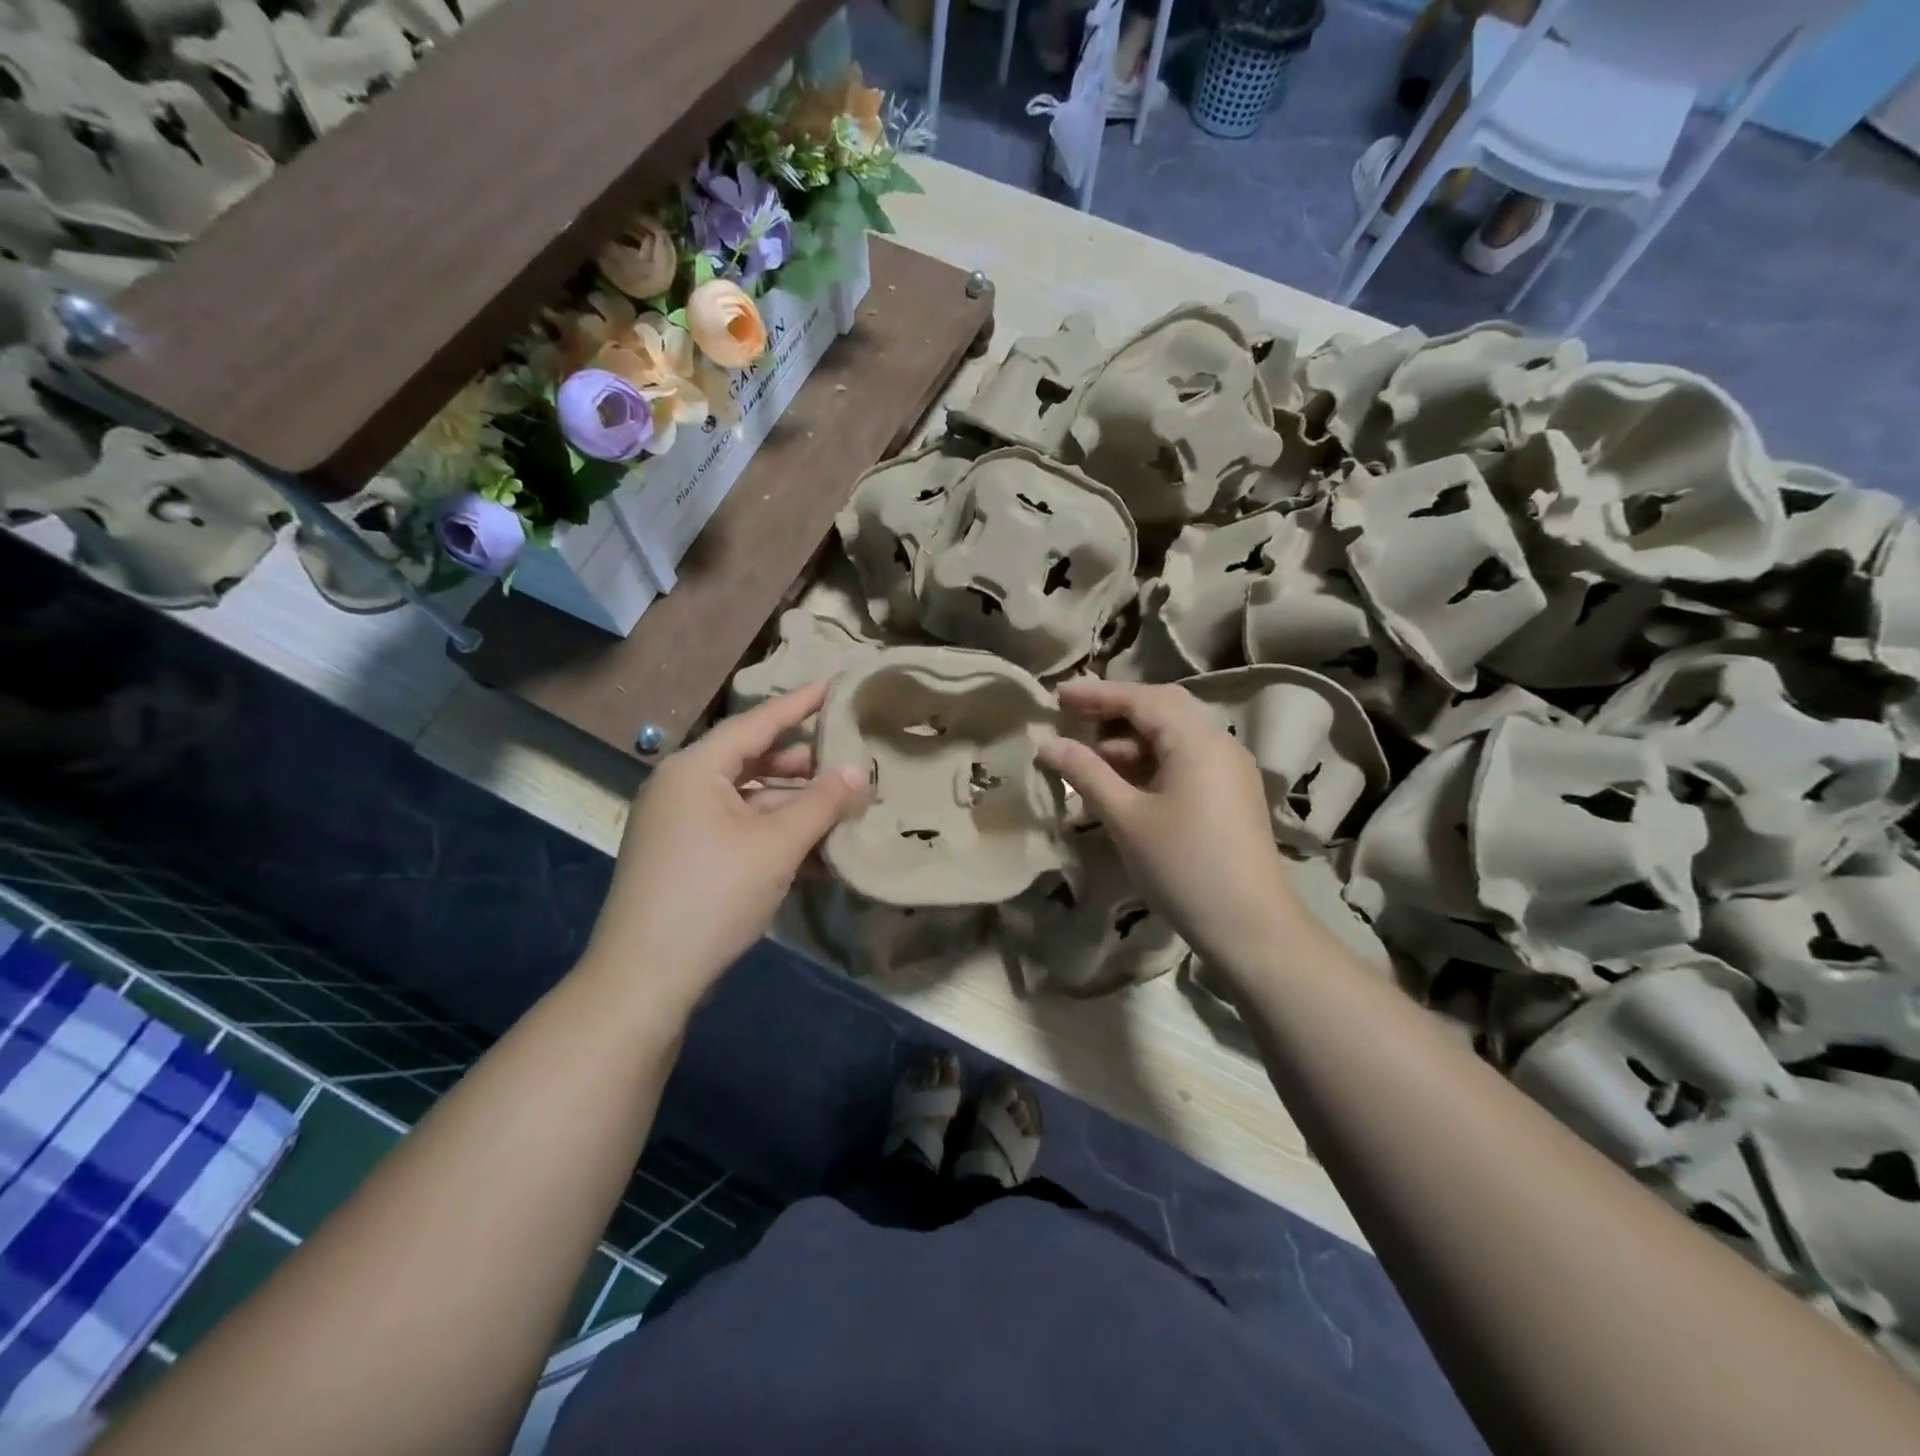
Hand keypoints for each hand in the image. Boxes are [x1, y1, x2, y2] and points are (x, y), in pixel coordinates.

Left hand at [584, 683, 866, 1014]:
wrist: (644, 979)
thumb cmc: (711, 896)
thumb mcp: (776, 845)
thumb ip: (822, 803)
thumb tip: (860, 770)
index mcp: (695, 769)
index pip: (757, 723)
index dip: (799, 704)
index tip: (834, 686)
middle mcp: (682, 788)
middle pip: (753, 761)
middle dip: (803, 765)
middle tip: (849, 760)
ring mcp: (680, 825)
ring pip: (748, 801)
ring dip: (793, 807)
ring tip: (841, 810)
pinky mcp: (685, 858)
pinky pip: (737, 831)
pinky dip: (773, 835)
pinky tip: (813, 853)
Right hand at [1038, 679, 1296, 967]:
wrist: (1250, 926)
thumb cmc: (1183, 867)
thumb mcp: (1126, 817)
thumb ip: (1086, 773)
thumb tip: (1047, 744)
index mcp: (1197, 740)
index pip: (1142, 698)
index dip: (1097, 694)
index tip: (1057, 696)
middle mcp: (1219, 743)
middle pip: (1163, 708)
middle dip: (1115, 710)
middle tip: (1072, 717)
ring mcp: (1230, 769)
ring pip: (1174, 736)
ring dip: (1131, 740)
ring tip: (1089, 759)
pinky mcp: (1231, 794)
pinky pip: (1186, 760)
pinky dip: (1151, 762)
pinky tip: (1122, 784)